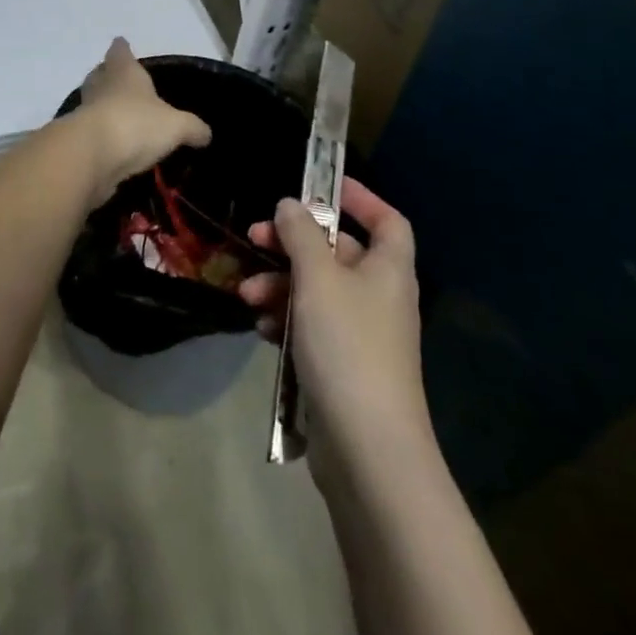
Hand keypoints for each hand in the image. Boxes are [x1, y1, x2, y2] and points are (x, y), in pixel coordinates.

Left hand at [73, 38, 211, 206]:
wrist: (92, 156)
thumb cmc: (136, 124)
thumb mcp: (176, 126)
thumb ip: (193, 127)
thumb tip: (205, 134)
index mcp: (123, 71)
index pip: (120, 51)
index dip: (122, 49)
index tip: (122, 44)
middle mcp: (100, 86)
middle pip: (101, 74)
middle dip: (109, 76)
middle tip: (121, 81)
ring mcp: (85, 112)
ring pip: (94, 102)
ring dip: (104, 106)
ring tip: (122, 115)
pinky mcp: (78, 139)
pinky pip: (92, 131)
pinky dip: (102, 135)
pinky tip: (115, 144)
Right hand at [238, 178, 431, 468]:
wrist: (367, 448)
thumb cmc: (347, 346)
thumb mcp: (318, 279)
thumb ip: (301, 235)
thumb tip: (291, 205)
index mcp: (388, 271)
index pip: (387, 221)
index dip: (359, 198)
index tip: (321, 186)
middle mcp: (379, 297)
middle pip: (338, 253)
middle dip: (292, 244)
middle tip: (255, 238)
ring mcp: (361, 334)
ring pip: (316, 290)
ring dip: (279, 284)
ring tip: (247, 294)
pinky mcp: (341, 365)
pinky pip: (310, 325)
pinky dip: (284, 319)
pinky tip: (260, 327)